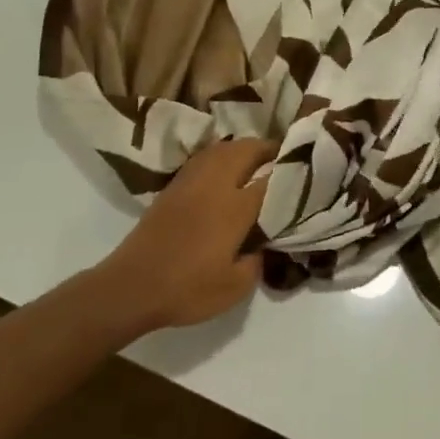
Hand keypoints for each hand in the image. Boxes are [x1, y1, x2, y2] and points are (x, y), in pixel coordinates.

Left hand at [93, 137, 273, 332]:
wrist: (131, 286)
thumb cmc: (187, 290)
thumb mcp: (235, 287)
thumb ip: (257, 261)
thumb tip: (263, 244)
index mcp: (234, 208)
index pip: (270, 180)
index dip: (291, 173)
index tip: (307, 173)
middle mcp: (214, 186)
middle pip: (245, 151)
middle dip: (267, 149)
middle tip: (284, 158)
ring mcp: (189, 183)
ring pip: (221, 150)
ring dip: (242, 148)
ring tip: (257, 158)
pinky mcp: (171, 188)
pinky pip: (203, 159)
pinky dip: (220, 156)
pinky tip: (225, 169)